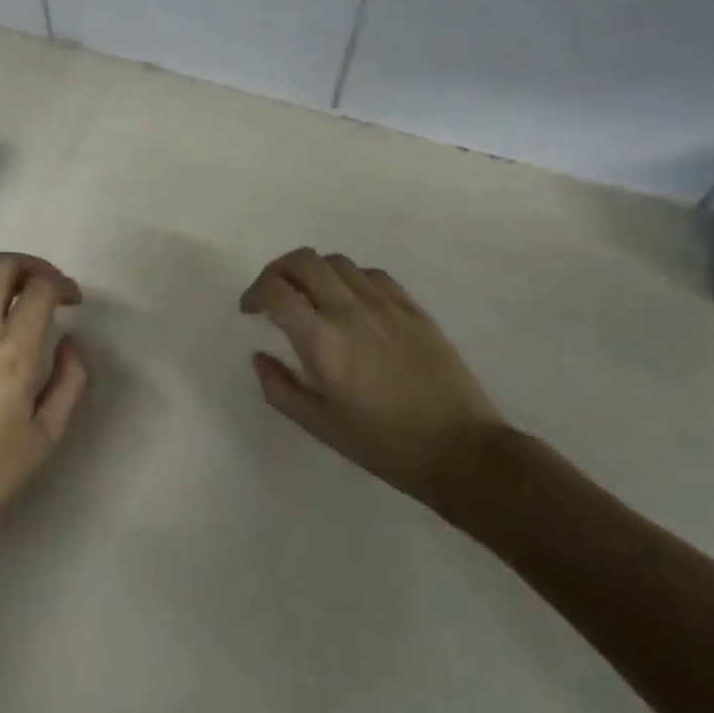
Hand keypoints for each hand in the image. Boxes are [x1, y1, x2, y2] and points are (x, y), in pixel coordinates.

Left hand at [0, 252, 89, 570]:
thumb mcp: (49, 435)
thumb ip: (70, 380)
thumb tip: (72, 342)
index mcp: (15, 354)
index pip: (40, 288)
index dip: (62, 284)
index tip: (72, 301)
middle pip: (0, 265)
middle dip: (30, 265)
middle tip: (45, 286)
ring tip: (10, 294)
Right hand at [239, 247, 505, 505]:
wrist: (462, 451)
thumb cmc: (385, 446)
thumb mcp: (321, 426)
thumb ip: (280, 388)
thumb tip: (260, 357)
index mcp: (322, 342)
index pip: (276, 291)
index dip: (254, 293)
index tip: (251, 310)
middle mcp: (350, 312)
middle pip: (303, 261)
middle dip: (278, 271)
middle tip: (273, 294)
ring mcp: (385, 305)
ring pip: (337, 262)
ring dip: (313, 272)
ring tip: (311, 297)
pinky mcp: (413, 308)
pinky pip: (372, 274)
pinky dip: (349, 278)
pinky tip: (351, 302)